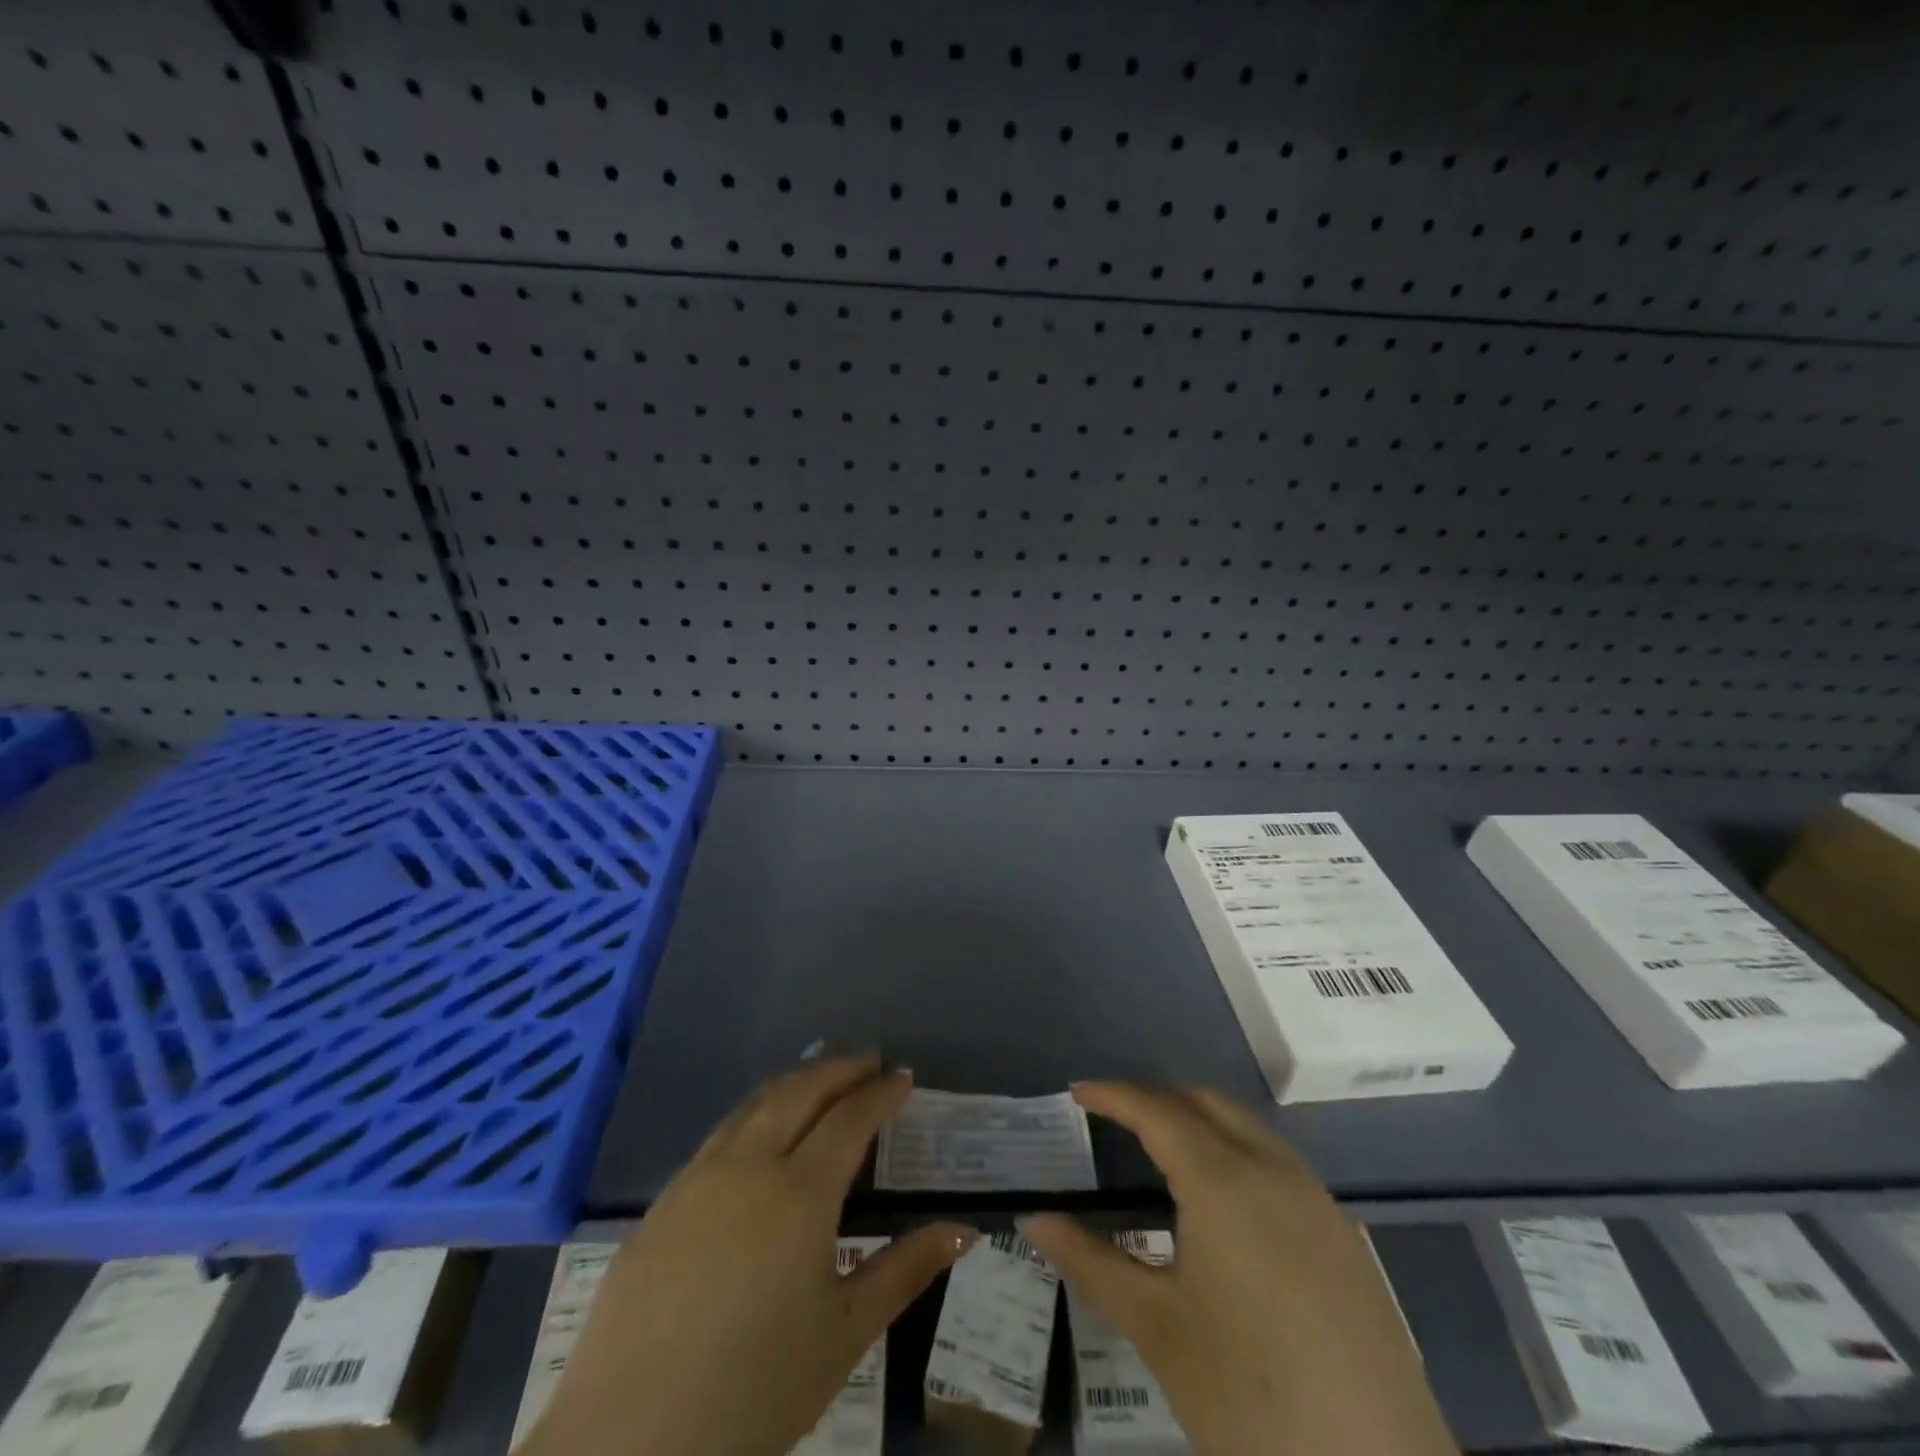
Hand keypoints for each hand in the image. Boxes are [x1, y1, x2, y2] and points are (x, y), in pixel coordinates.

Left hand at [523, 1055, 976, 1455]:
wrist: (627, 1442)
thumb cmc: (754, 1390)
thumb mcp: (844, 1333)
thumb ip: (905, 1270)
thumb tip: (965, 1230)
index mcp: (800, 1192)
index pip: (850, 1117)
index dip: (881, 1092)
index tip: (904, 1077)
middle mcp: (749, 1165)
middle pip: (801, 1091)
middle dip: (840, 1067)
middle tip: (870, 1059)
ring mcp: (699, 1177)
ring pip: (756, 1103)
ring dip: (796, 1080)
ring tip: (822, 1074)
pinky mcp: (663, 1201)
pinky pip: (722, 1133)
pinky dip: (756, 1110)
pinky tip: (761, 1129)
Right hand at [1022, 1084, 1455, 1455]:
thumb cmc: (1249, 1397)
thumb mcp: (1157, 1327)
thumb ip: (1091, 1262)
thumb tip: (1032, 1221)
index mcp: (1222, 1180)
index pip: (1156, 1111)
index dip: (1114, 1096)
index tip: (1078, 1092)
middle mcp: (1272, 1169)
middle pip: (1206, 1103)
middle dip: (1158, 1099)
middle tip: (1116, 1119)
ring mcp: (1317, 1200)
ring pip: (1248, 1128)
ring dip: (1201, 1121)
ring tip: (1162, 1152)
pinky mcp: (1345, 1235)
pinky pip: (1279, 1162)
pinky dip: (1238, 1152)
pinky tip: (1224, 1205)